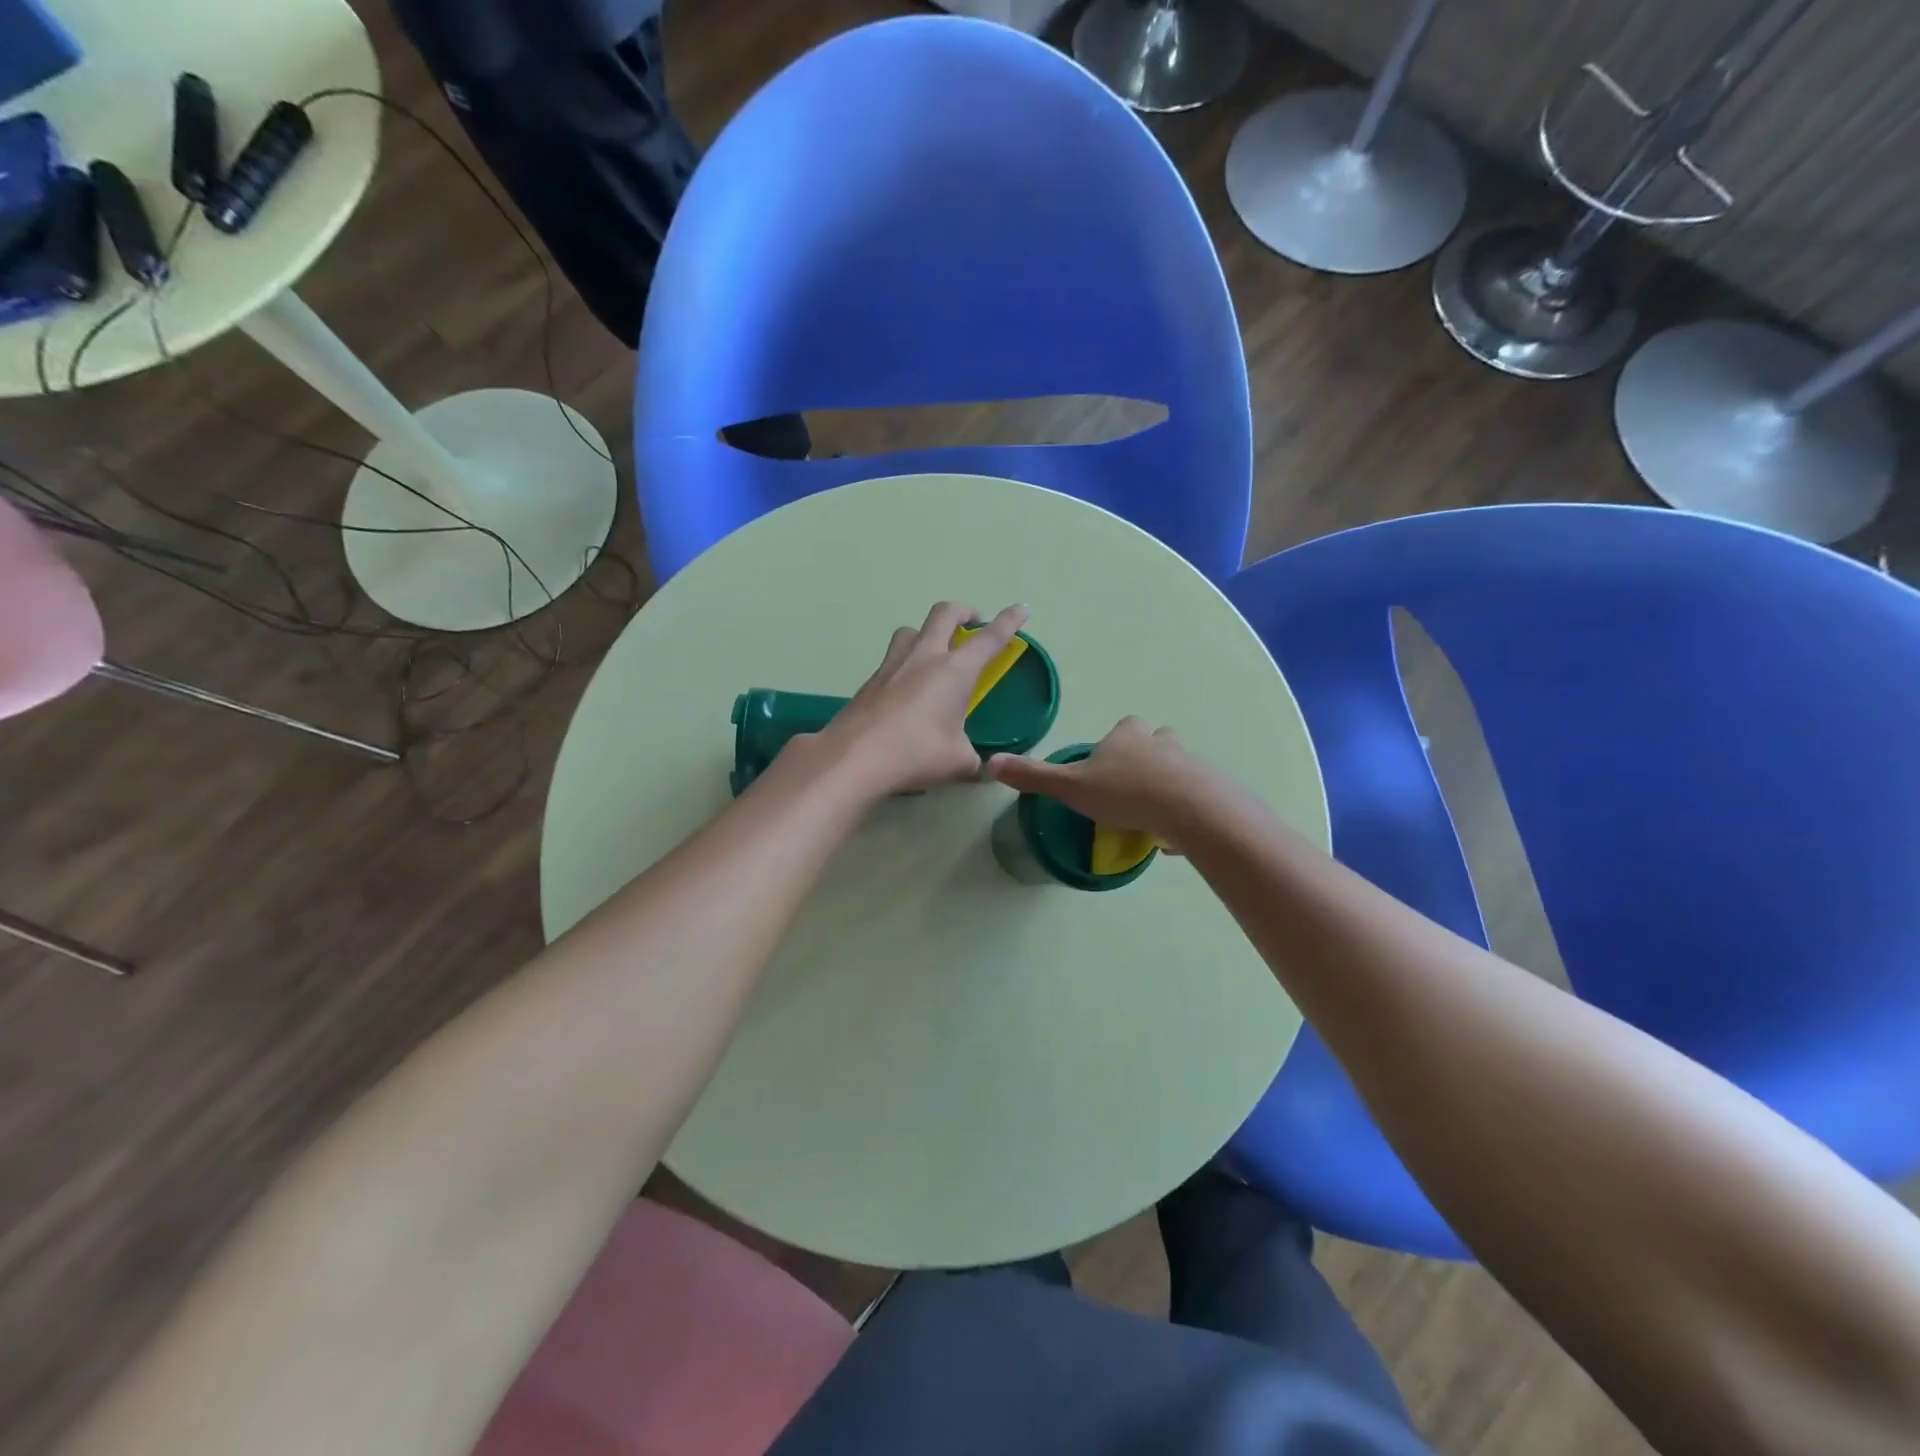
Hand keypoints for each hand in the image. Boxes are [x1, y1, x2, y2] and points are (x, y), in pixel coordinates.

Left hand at [821, 601, 1029, 796]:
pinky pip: (892, 659)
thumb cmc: (917, 753)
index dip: (1009, 621)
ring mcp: (892, 665)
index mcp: (955, 671)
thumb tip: (980, 768)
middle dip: (964, 611)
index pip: (989, 638)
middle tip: (973, 622)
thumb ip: (973, 760)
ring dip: (927, 633)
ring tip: (934, 653)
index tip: (1021, 609)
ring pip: (912, 630)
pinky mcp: (870, 681)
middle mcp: (924, 657)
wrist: (855, 757)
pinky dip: (906, 663)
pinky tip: (907, 690)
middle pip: (944, 613)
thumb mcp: (958, 762)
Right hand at [987, 717, 1214, 848]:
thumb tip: (989, 763)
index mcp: (1127, 738)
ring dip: (1169, 780)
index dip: (1118, 740)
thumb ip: (1034, 777)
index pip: (1125, 726)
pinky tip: (1175, 833)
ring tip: (1154, 809)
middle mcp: (1161, 744)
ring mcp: (1190, 765)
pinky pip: (1197, 796)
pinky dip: (1186, 809)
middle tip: (1133, 783)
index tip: (1108, 761)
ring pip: (1180, 766)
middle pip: (1158, 739)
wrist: (1188, 809)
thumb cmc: (1124, 793)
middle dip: (1148, 754)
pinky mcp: (1211, 790)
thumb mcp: (1070, 787)